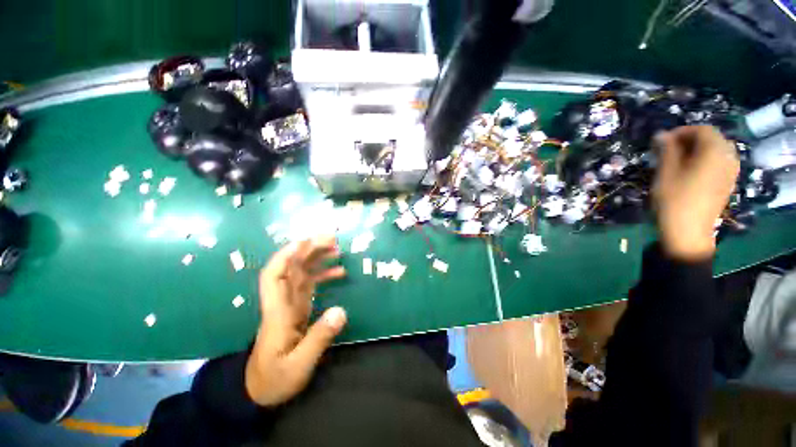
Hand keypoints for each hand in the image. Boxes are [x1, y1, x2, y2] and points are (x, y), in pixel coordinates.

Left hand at [245, 236, 346, 406]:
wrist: (260, 391)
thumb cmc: (275, 380)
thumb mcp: (299, 366)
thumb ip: (319, 338)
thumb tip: (342, 311)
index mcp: (277, 312)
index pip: (274, 275)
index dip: (287, 255)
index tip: (307, 241)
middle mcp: (282, 301)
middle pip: (291, 267)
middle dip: (309, 249)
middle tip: (332, 239)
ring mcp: (290, 303)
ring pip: (301, 272)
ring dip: (317, 258)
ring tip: (338, 249)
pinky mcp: (298, 307)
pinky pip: (310, 283)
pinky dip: (323, 274)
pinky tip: (340, 271)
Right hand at [653, 126, 739, 260]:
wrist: (688, 231)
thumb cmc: (674, 199)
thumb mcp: (666, 172)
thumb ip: (666, 150)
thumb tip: (661, 134)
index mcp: (714, 151)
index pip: (701, 129)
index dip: (681, 132)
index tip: (662, 142)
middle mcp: (728, 157)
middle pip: (711, 138)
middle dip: (690, 140)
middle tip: (669, 151)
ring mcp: (731, 171)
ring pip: (716, 150)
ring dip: (698, 150)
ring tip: (678, 161)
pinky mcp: (728, 182)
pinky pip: (719, 162)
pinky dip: (705, 160)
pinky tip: (691, 171)